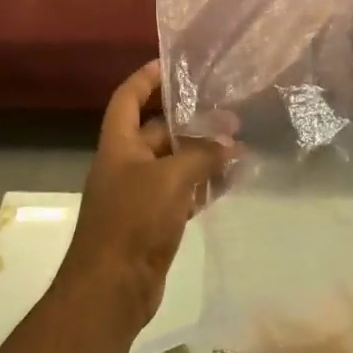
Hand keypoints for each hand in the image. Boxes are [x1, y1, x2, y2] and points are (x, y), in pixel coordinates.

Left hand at [62, 61, 230, 332]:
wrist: (112, 288)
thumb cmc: (134, 221)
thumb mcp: (171, 178)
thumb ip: (202, 155)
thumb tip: (230, 142)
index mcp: (118, 145)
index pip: (128, 98)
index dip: (147, 77)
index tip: (176, 64)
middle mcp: (126, 164)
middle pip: (158, 130)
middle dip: (191, 120)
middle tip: (230, 114)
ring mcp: (139, 194)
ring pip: (174, 163)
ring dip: (203, 154)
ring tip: (240, 146)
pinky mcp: (154, 220)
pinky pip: (182, 192)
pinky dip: (204, 185)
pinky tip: (232, 181)